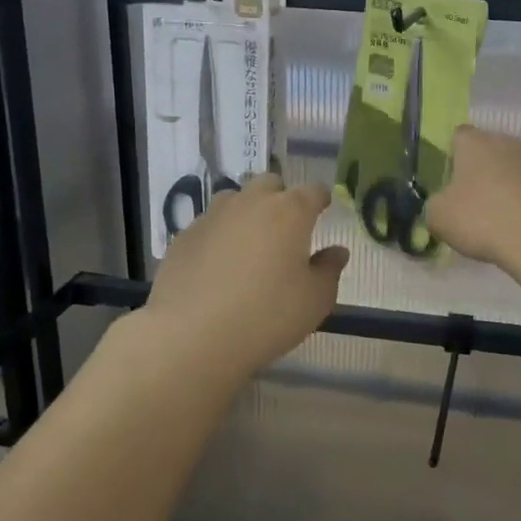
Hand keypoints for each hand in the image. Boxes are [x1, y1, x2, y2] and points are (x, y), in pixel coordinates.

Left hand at [146, 173, 348, 375]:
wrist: (192, 336)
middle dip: (281, 198)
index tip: (324, 208)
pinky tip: (218, 266)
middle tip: (286, 228)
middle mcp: (250, 203)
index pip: (313, 191)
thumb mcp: (315, 301)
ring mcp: (212, 216)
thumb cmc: (267, 316)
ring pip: (235, 200)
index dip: (321, 199)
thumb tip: (337, 251)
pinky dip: (219, 236)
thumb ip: (329, 270)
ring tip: (250, 244)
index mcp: (290, 212)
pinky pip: (209, 225)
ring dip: (247, 212)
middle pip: (270, 184)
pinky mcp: (184, 236)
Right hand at [426, 126, 520, 269]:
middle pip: (487, 150)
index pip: (458, 136)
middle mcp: (505, 141)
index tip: (448, 181)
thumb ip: (434, 204)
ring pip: (510, 168)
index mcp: (473, 142)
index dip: (451, 156)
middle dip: (478, 170)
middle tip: (469, 201)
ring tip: (495, 217)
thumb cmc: (482, 218)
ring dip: (502, 186)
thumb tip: (442, 204)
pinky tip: (516, 225)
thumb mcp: (438, 217)